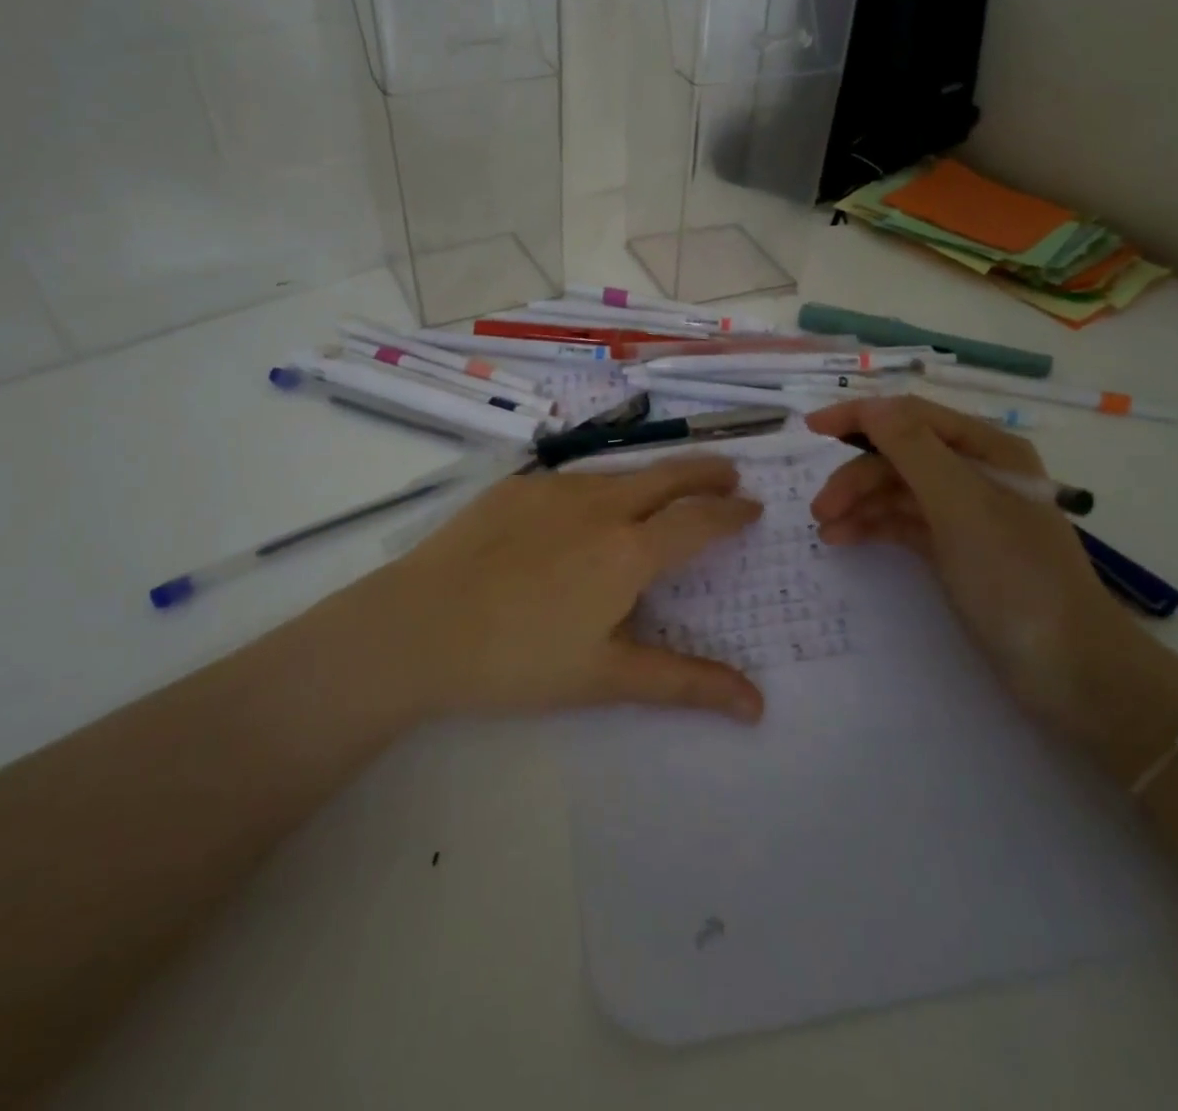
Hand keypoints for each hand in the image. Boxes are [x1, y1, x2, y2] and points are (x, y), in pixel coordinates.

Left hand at [362, 455, 765, 724]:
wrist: (418, 627)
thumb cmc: (519, 660)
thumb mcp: (607, 678)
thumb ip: (685, 684)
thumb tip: (758, 707)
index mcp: (630, 550)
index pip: (700, 519)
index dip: (732, 512)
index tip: (753, 507)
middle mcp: (600, 505)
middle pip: (668, 475)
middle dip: (707, 470)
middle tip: (730, 472)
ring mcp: (553, 489)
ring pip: (620, 473)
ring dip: (654, 477)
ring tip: (667, 488)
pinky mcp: (515, 487)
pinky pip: (574, 480)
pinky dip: (602, 486)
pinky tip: (588, 508)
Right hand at [805, 396, 1128, 725]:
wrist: (1069, 669)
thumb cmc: (1016, 576)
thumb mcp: (961, 504)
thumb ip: (913, 449)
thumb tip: (870, 406)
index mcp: (986, 449)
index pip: (911, 416)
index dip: (859, 416)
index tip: (810, 429)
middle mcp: (974, 473)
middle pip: (899, 456)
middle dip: (856, 475)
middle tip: (819, 509)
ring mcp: (964, 513)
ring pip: (897, 491)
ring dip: (859, 503)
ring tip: (825, 532)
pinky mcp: (954, 549)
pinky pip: (903, 523)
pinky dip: (873, 527)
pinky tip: (844, 540)